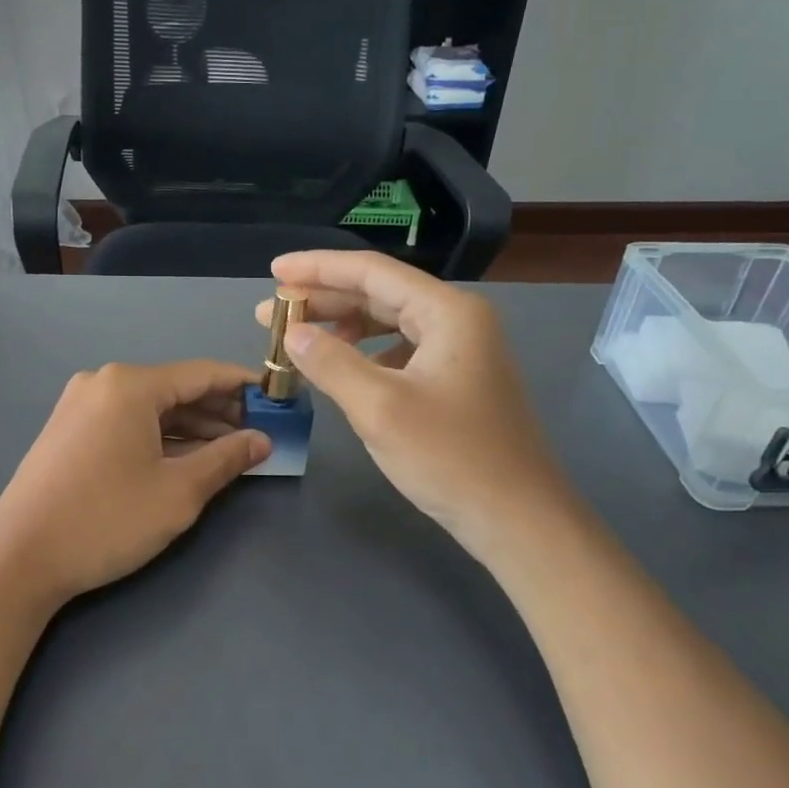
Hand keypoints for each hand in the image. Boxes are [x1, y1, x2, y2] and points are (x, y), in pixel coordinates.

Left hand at [0, 361, 268, 606]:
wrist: (19, 559)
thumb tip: (262, 440)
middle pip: (176, 389)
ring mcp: (80, 405)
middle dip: (220, 410)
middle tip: (260, 433)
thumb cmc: (106, 520)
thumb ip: (226, 459)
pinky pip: (127, 422)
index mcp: (130, 385)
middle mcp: (102, 383)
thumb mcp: (178, 493)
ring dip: (192, 427)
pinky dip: (159, 437)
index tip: (279, 400)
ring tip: (231, 450)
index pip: (203, 374)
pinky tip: (186, 458)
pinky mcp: (68, 430)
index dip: (245, 386)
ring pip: (151, 408)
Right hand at [256, 252, 565, 557]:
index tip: (273, 271)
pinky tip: (341, 370)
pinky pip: (401, 352)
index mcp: (447, 312)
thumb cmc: (450, 458)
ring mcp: (462, 351)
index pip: (372, 272)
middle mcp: (458, 320)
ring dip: (342, 328)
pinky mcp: (457, 381)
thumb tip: (293, 333)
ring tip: (297, 339)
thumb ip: (330, 362)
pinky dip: (365, 354)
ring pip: (390, 324)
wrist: (517, 519)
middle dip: (323, 300)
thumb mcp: (379, 408)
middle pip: (380, 294)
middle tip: (270, 312)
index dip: (318, 268)